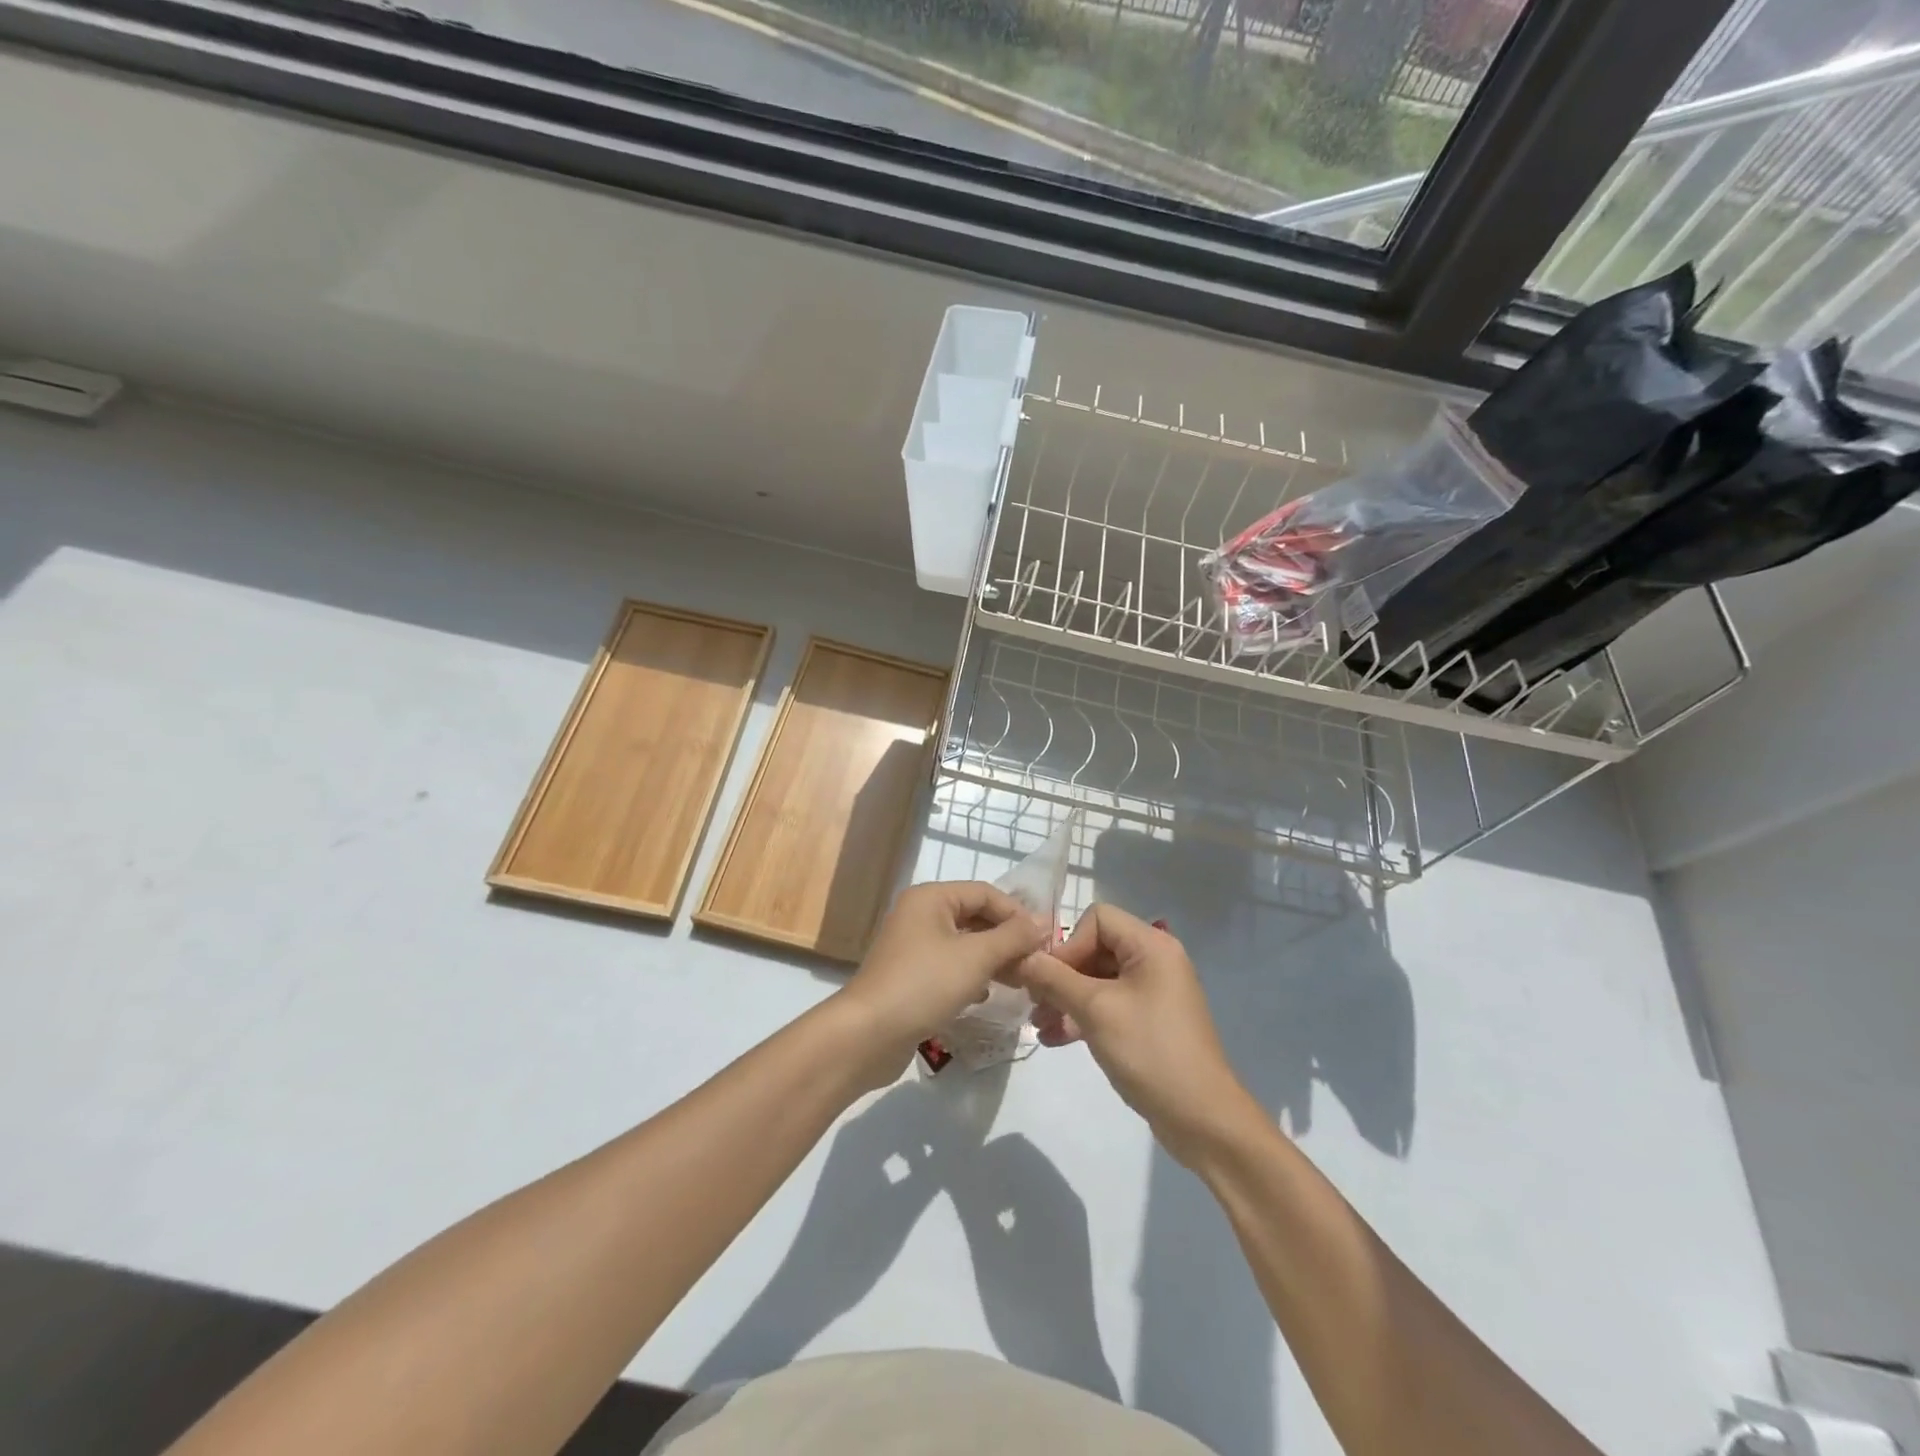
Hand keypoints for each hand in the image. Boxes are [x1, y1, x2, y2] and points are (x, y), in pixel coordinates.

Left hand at [837, 880, 1046, 1073]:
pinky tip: (986, 994)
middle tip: (1036, 963)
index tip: (1045, 940)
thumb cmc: (924, 984)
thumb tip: (1043, 922)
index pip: (985, 893)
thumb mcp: (976, 957)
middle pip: (974, 916)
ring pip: (964, 943)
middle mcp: (920, 914)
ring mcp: (913, 946)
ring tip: (1020, 980)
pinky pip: (950, 966)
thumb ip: (1013, 937)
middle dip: (1007, 939)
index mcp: (931, 898)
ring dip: (993, 958)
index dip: (1017, 913)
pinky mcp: (911, 976)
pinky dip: (972, 975)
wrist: (868, 1034)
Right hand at [1018, 903, 1261, 1167]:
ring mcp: (1153, 993)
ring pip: (1098, 980)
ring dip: (1066, 999)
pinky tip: (1054, 1039)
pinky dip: (1082, 1017)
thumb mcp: (1095, 1011)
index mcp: (1151, 946)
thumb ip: (1054, 979)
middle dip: (1061, 975)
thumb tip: (1021, 957)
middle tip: (1034, 1003)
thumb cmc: (1150, 1051)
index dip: (1069, 944)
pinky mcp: (1149, 1022)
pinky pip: (1108, 1005)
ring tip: (1039, 1025)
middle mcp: (1154, 961)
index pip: (1098, 919)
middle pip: (1095, 949)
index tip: (1049, 978)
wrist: (1202, 1119)